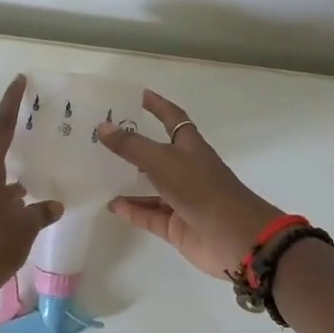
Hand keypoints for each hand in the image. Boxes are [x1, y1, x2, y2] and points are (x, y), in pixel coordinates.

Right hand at [97, 90, 283, 279]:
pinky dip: (132, 210)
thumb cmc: (202, 189)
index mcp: (190, 147)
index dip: (158, 106)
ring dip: (128, 181)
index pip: (172, 119)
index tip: (138, 95)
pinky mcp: (176, 226)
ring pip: (150, 187)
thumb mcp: (164, 161)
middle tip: (102, 137)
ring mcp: (181, 199)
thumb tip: (103, 127)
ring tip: (98, 173)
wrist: (235, 237)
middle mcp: (186, 170)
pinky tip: (111, 205)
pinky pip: (149, 215)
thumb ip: (132, 146)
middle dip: (133, 145)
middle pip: (157, 153)